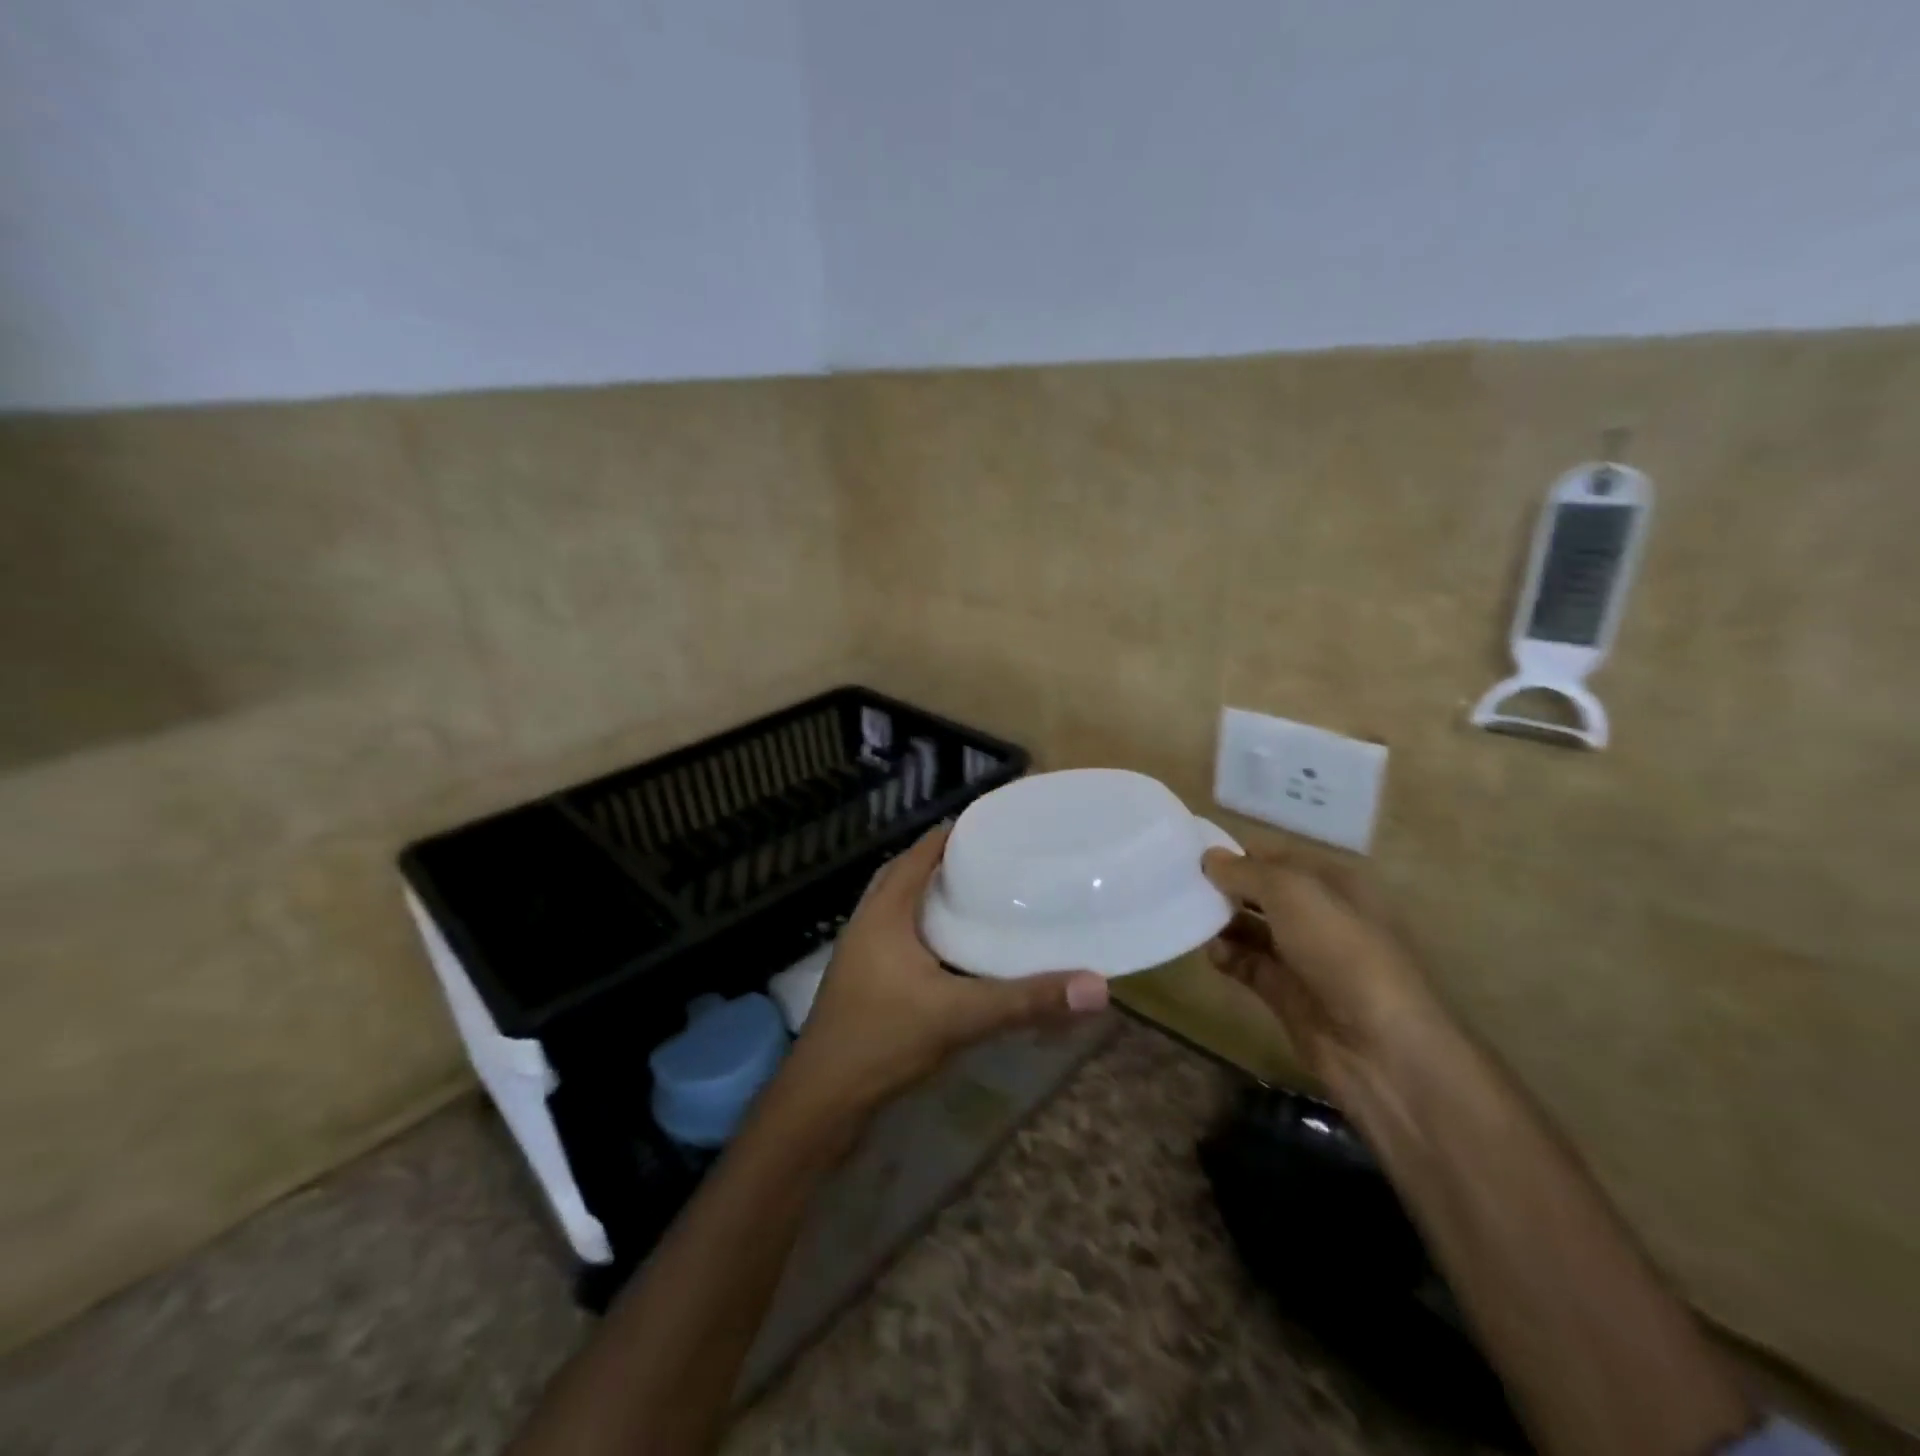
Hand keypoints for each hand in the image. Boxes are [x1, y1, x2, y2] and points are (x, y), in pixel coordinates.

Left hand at [780, 825, 1109, 1119]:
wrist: (821, 1102)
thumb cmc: (883, 1040)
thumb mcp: (959, 1015)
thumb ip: (1026, 1000)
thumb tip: (1096, 986)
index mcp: (883, 913)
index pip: (918, 855)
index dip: (950, 835)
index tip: (990, 825)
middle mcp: (866, 924)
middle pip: (903, 875)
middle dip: (940, 862)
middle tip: (987, 860)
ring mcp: (859, 955)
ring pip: (896, 908)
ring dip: (928, 896)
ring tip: (974, 897)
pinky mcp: (861, 983)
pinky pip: (895, 937)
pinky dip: (922, 929)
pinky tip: (951, 952)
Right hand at [1200, 847, 1448, 1096]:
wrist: (1381, 1049)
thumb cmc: (1341, 952)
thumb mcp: (1293, 894)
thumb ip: (1246, 872)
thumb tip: (1209, 857)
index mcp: (1332, 883)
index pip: (1276, 856)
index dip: (1238, 853)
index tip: (1192, 853)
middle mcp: (1318, 914)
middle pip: (1260, 891)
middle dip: (1224, 887)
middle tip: (1180, 884)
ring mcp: (1303, 955)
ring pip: (1250, 927)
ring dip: (1221, 921)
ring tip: (1191, 918)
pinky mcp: (1286, 992)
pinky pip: (1247, 963)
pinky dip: (1227, 956)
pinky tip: (1214, 954)